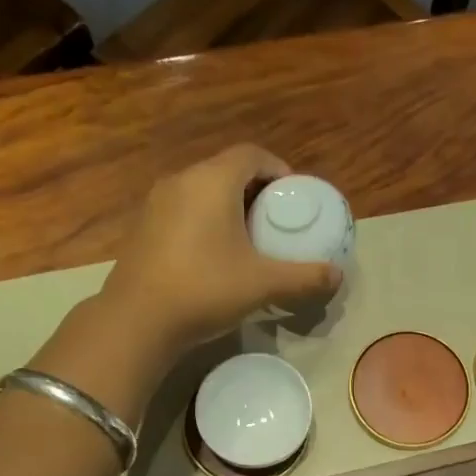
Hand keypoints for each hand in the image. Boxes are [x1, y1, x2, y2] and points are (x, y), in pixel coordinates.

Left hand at [99, 145, 342, 357]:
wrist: (137, 321)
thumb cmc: (205, 289)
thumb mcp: (263, 284)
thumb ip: (304, 277)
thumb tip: (338, 275)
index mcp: (212, 181)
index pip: (251, 155)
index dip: (278, 169)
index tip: (294, 196)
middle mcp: (181, 181)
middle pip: (226, 170)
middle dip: (256, 191)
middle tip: (276, 220)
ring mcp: (156, 204)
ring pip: (202, 191)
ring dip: (228, 206)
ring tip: (249, 238)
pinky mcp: (143, 228)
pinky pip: (183, 211)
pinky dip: (205, 221)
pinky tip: (215, 255)